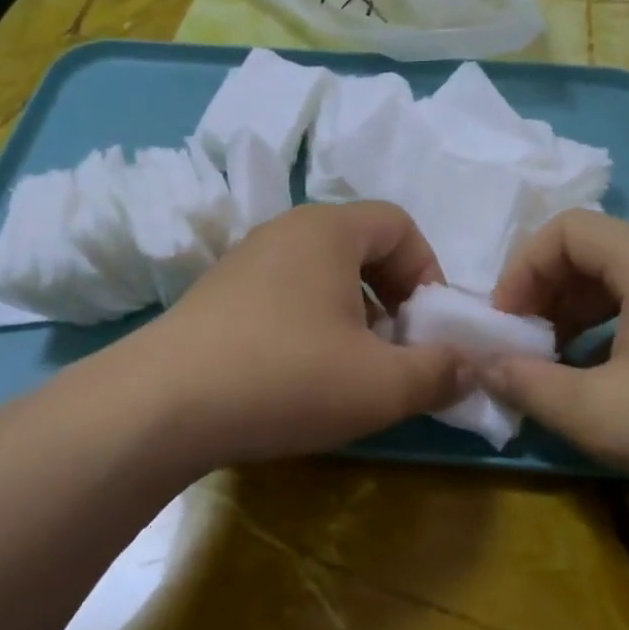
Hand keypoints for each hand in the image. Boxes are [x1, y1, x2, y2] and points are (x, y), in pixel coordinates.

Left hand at [122, 202, 466, 466]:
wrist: (159, 406)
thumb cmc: (285, 377)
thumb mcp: (381, 384)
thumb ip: (439, 372)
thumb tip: (469, 366)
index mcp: (329, 229)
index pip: (399, 223)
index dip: (428, 271)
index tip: (428, 326)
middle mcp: (285, 230)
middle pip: (361, 246)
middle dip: (392, 296)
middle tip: (394, 350)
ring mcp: (244, 261)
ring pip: (321, 273)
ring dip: (352, 314)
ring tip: (349, 368)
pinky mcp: (216, 295)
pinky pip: (284, 294)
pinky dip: (310, 324)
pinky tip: (298, 376)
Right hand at [484, 209, 628, 518]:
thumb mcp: (601, 413)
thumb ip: (530, 385)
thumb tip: (481, 365)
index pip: (566, 229)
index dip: (522, 268)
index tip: (505, 323)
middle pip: (592, 254)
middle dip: (545, 295)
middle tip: (523, 347)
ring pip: (620, 287)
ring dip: (575, 319)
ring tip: (555, 368)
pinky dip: (610, 339)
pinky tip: (603, 386)